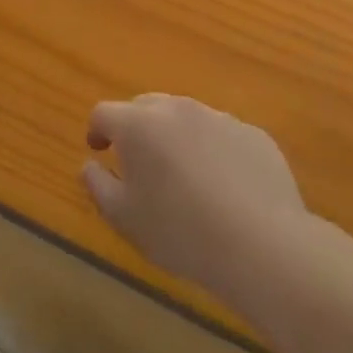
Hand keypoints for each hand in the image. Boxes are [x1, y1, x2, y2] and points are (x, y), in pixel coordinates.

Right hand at [83, 94, 309, 294]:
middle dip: (136, 128)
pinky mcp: (254, 135)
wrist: (262, 245)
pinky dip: (214, 151)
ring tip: (184, 175)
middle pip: (145, 107)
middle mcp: (176, 109)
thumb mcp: (123, 217)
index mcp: (137, 124)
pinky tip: (224, 187)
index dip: (97, 131)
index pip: (104, 113)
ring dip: (176, 137)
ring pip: (186, 118)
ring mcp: (219, 118)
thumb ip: (98, 184)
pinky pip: (222, 135)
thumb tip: (90, 165)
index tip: (100, 152)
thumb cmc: (180, 231)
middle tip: (140, 163)